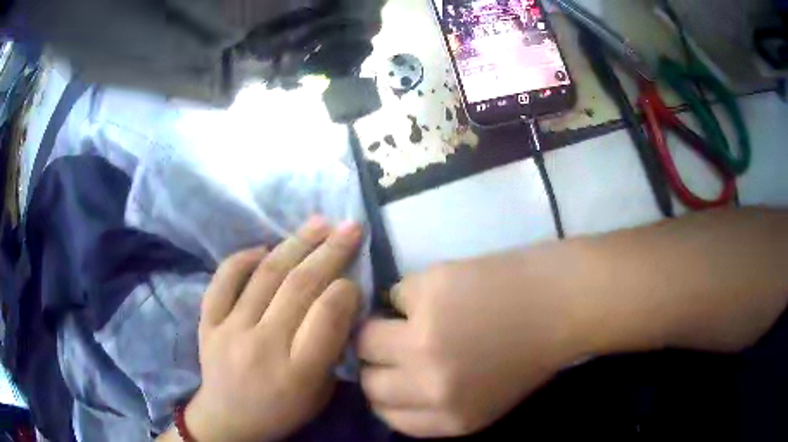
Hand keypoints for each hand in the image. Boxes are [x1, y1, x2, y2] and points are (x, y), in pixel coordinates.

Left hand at [185, 217, 362, 441]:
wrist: (228, 419)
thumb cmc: (282, 411)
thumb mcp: (320, 393)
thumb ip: (331, 349)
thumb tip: (340, 301)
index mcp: (298, 372)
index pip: (327, 315)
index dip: (346, 288)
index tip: (354, 277)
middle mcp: (263, 346)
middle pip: (299, 287)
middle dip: (330, 252)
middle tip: (349, 227)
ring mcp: (230, 331)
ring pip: (265, 276)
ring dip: (294, 244)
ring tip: (317, 223)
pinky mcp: (208, 322)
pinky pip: (223, 280)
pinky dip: (243, 259)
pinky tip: (264, 247)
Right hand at [358, 248, 589, 437]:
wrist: (562, 303)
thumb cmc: (530, 354)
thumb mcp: (487, 403)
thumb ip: (437, 406)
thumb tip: (391, 384)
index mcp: (451, 417)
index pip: (385, 413)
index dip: (383, 392)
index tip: (388, 375)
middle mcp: (430, 384)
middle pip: (367, 377)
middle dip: (377, 360)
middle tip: (394, 342)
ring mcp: (423, 337)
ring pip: (365, 335)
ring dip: (381, 325)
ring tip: (413, 316)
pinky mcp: (427, 293)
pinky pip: (396, 294)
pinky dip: (412, 294)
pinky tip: (443, 291)